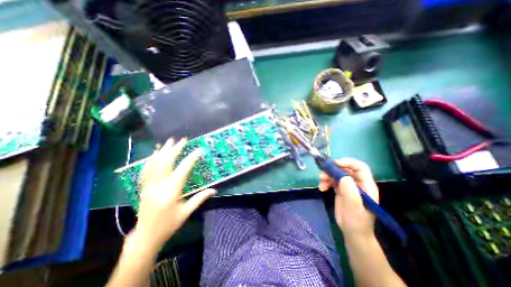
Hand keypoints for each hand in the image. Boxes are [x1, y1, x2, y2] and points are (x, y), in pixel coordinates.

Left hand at [131, 138, 214, 250]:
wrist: (146, 237)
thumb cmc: (169, 225)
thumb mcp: (187, 212)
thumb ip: (200, 198)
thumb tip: (214, 190)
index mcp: (171, 192)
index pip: (183, 170)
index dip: (191, 158)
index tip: (199, 150)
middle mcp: (158, 186)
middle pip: (166, 162)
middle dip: (175, 149)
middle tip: (183, 140)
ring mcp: (148, 186)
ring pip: (154, 163)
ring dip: (163, 150)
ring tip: (170, 141)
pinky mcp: (143, 187)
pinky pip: (146, 169)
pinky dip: (152, 159)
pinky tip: (156, 153)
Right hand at [318, 159, 377, 238]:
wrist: (352, 233)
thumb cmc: (356, 221)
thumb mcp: (354, 207)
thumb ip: (349, 191)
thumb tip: (342, 176)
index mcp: (366, 185)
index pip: (360, 167)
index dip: (348, 162)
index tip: (335, 163)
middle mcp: (357, 183)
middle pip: (346, 169)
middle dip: (334, 169)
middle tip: (323, 173)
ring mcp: (348, 186)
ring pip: (337, 174)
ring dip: (327, 176)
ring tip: (320, 181)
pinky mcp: (340, 190)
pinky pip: (332, 181)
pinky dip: (326, 182)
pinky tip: (322, 188)